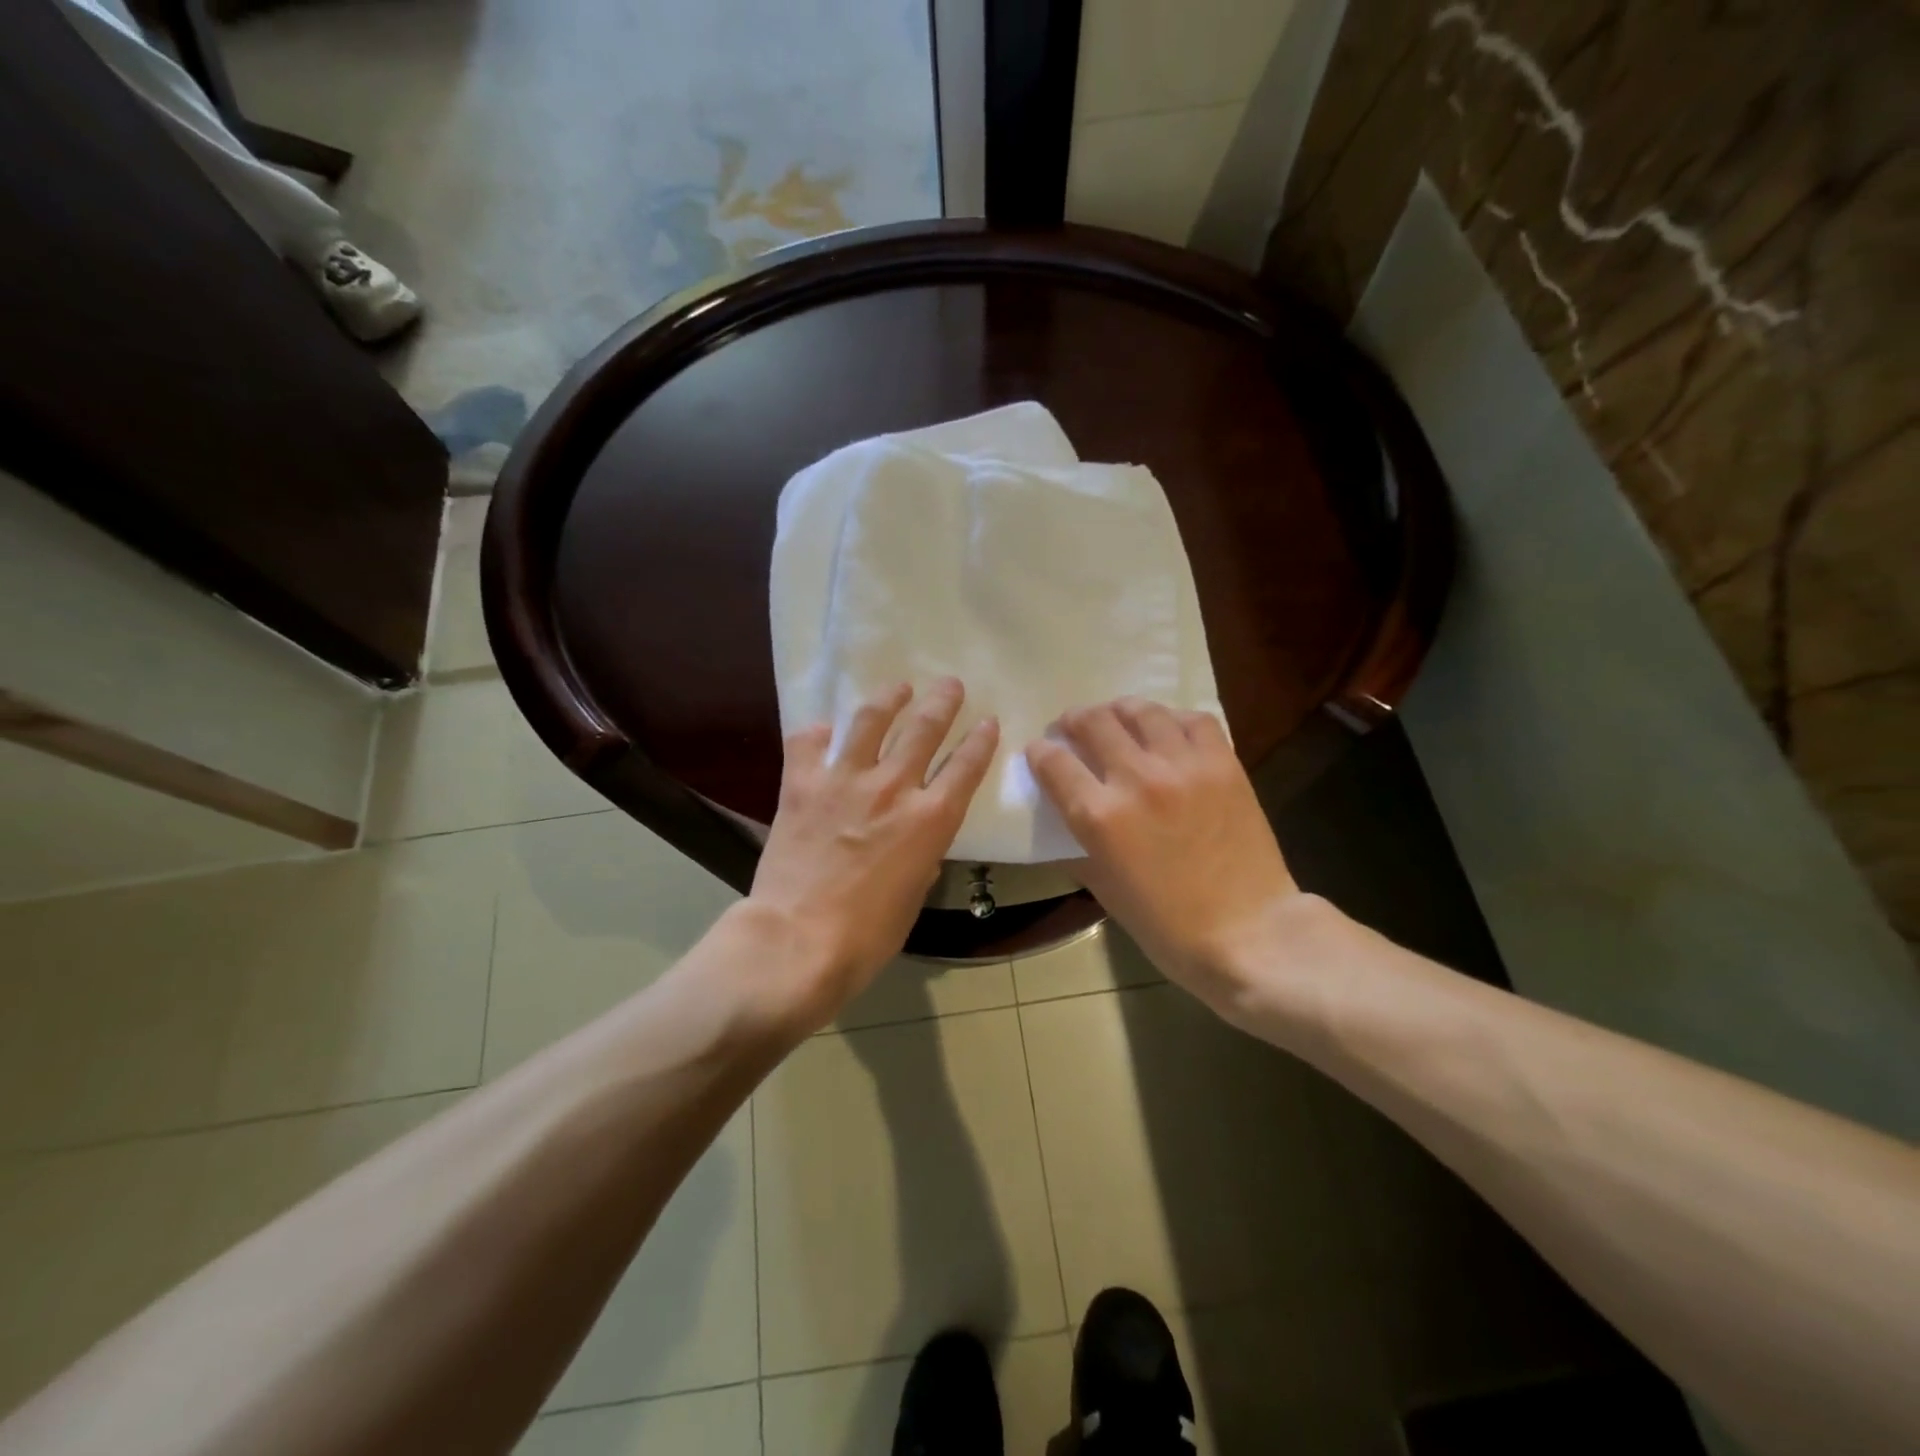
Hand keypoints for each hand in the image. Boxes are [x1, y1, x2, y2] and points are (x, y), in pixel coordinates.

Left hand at [748, 678, 997, 1028]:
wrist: (799, 940)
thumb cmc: (868, 934)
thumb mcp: (914, 895)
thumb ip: (922, 856)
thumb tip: (916, 840)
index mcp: (930, 819)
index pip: (966, 766)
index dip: (981, 739)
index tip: (988, 721)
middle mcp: (893, 787)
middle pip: (925, 728)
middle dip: (943, 701)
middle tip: (950, 684)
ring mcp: (845, 779)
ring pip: (872, 719)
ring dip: (890, 698)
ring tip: (898, 688)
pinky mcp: (802, 784)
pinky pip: (809, 742)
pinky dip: (819, 733)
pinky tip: (825, 729)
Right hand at [1027, 698, 1301, 1010]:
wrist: (1248, 933)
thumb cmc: (1167, 926)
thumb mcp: (1104, 890)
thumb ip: (1079, 848)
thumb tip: (1067, 822)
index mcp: (1099, 816)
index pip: (1054, 762)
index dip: (1040, 752)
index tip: (1040, 751)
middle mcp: (1135, 779)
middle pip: (1093, 722)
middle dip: (1074, 721)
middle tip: (1074, 727)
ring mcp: (1182, 766)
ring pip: (1141, 711)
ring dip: (1119, 710)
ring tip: (1117, 717)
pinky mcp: (1223, 764)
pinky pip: (1193, 720)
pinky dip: (1173, 719)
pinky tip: (1167, 730)